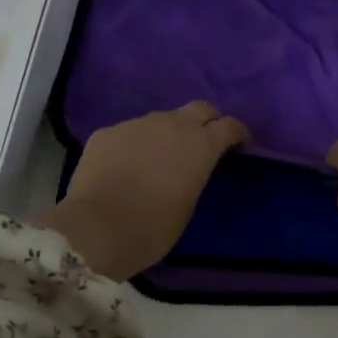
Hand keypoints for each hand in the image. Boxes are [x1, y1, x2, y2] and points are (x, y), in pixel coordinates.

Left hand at [47, 102, 249, 280]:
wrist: (97, 228)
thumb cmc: (154, 227)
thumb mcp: (189, 204)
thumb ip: (195, 175)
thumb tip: (191, 168)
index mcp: (200, 144)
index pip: (230, 125)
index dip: (238, 134)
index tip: (241, 145)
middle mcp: (171, 124)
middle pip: (199, 109)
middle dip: (207, 121)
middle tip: (204, 142)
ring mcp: (136, 124)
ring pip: (161, 120)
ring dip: (168, 133)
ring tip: (160, 158)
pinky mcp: (106, 132)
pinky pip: (130, 132)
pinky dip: (136, 144)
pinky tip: (127, 166)